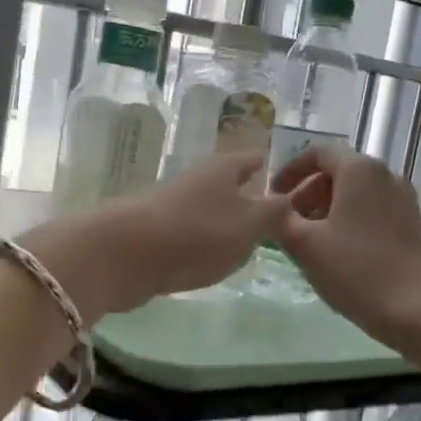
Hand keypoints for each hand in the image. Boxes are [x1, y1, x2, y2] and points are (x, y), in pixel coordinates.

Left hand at [22, 155, 287, 320]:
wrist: (127, 255)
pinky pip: (191, 235)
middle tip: (275, 216)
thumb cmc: (198, 234)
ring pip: (209, 210)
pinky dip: (204, 243)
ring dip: (226, 222)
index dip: (273, 168)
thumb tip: (288, 200)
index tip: (293, 181)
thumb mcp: (249, 226)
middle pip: (230, 184)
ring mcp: (174, 207)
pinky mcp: (157, 234)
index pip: (254, 160)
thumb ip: (273, 214)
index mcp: (224, 169)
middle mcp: (198, 181)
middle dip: (249, 196)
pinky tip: (212, 261)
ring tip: (249, 241)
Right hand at [269, 145, 420, 347]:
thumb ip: (279, 220)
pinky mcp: (413, 226)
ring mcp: (404, 201)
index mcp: (359, 170)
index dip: (290, 170)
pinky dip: (349, 222)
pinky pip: (373, 212)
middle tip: (287, 224)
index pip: (318, 153)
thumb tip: (269, 209)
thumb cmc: (357, 270)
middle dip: (307, 194)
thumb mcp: (305, 245)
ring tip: (309, 242)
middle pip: (338, 173)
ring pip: (356, 195)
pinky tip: (338, 255)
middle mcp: (386, 176)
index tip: (273, 196)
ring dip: (327, 211)